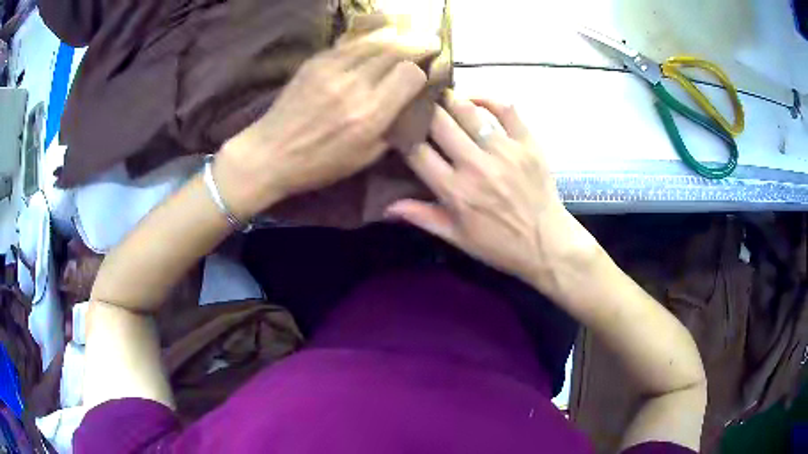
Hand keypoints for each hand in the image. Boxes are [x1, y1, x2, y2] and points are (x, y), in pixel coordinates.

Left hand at [216, 27, 439, 219]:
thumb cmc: (318, 164)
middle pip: (396, 51)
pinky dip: (369, 38)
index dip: (424, 71)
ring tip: (408, 35)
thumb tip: (410, 104)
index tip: (428, 71)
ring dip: (397, 36)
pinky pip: (350, 43)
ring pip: (374, 41)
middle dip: (418, 44)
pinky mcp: (315, 62)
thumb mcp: (364, 158)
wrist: (269, 153)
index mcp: (370, 114)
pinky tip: (378, 37)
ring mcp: (332, 69)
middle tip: (431, 42)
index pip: (410, 74)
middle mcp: (354, 85)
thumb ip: (392, 129)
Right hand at [386, 94, 600, 294]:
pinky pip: (507, 110)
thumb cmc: (500, 245)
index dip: (402, 135)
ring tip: (440, 94)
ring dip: (450, 99)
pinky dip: (489, 99)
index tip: (396, 127)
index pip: (417, 152)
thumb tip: (384, 206)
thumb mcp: (457, 238)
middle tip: (416, 102)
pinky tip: (476, 99)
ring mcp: (504, 151)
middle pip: (439, 123)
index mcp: (455, 191)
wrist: (547, 245)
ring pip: (469, 111)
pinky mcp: (527, 143)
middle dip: (423, 110)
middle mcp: (476, 165)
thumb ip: (422, 217)